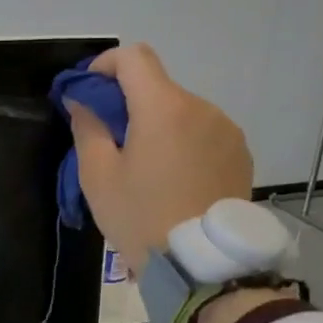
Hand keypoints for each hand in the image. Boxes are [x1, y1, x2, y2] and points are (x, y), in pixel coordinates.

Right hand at [65, 44, 252, 275]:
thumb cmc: (141, 216)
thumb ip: (87, 127)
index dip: (105, 65)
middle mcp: (201, 108)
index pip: (134, 58)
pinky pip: (203, 133)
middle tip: (109, 140)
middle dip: (129, 103)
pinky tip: (173, 179)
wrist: (203, 264)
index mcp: (163, 107)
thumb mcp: (98, 175)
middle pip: (157, 87)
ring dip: (158, 124)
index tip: (88, 91)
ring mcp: (226, 130)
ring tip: (145, 167)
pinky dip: (182, 142)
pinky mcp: (240, 153)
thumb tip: (82, 100)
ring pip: (180, 111)